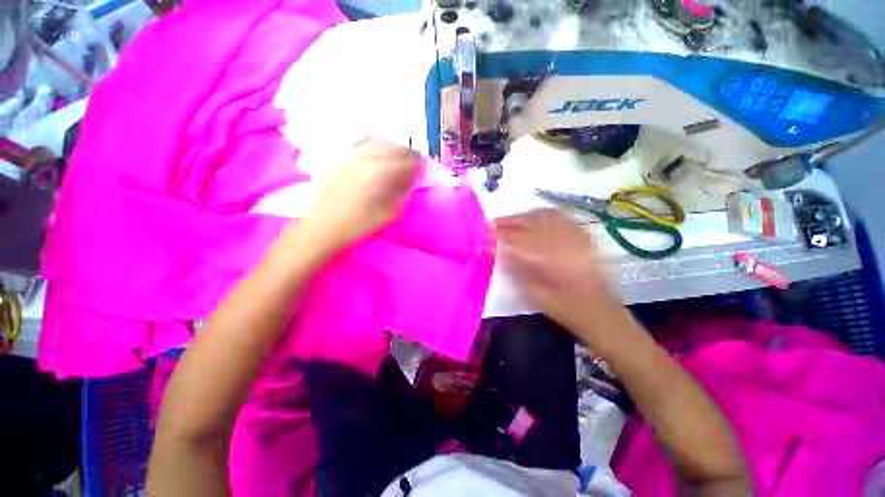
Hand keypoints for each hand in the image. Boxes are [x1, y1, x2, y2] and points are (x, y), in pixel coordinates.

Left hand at [296, 139, 420, 255]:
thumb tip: (410, 179)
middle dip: (407, 153)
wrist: (321, 226)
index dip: (418, 163)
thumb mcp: (388, 213)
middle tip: (412, 163)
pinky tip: (376, 152)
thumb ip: (402, 193)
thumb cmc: (357, 225)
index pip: (407, 160)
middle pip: (394, 146)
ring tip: (397, 158)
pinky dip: (374, 144)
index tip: (422, 168)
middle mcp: (366, 157)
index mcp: (380, 173)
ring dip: (392, 147)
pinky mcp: (339, 156)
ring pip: (378, 141)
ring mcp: (350, 154)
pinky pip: (361, 142)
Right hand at [495, 209, 624, 343]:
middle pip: (530, 224)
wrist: (601, 311)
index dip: (498, 238)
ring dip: (521, 216)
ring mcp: (576, 236)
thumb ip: (515, 270)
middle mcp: (565, 243)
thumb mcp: (535, 295)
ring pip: (543, 217)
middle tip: (490, 225)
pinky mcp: (583, 235)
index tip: (483, 237)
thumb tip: (496, 251)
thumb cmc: (566, 309)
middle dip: (507, 223)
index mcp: (553, 261)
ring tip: (506, 220)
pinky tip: (530, 217)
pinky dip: (540, 214)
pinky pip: (559, 217)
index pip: (518, 242)